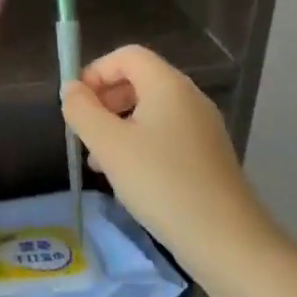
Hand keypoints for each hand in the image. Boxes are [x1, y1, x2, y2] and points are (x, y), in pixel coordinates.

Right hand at [61, 45, 274, 261]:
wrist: (225, 240)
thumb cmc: (161, 183)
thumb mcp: (108, 145)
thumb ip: (82, 111)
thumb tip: (71, 89)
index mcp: (168, 85)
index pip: (127, 55)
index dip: (96, 71)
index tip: (76, 104)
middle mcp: (189, 98)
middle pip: (139, 79)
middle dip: (105, 99)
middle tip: (84, 131)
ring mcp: (202, 127)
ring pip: (150, 110)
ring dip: (119, 124)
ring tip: (99, 160)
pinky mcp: (207, 155)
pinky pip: (165, 134)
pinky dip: (140, 143)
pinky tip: (127, 177)